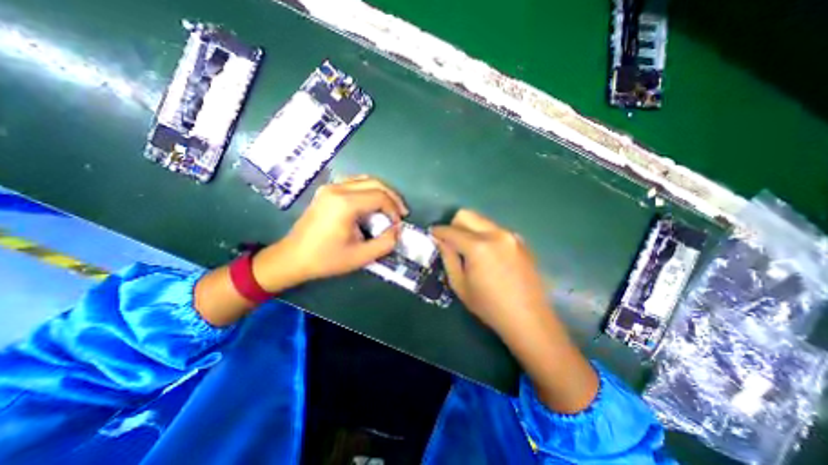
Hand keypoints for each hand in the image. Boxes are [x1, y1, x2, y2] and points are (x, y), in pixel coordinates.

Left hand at [253, 174, 407, 289]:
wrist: (293, 258)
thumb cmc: (326, 259)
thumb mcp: (361, 256)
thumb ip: (386, 243)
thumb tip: (398, 229)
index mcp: (345, 204)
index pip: (380, 196)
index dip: (394, 209)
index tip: (397, 225)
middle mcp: (337, 189)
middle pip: (375, 183)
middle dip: (392, 197)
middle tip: (401, 213)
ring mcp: (330, 187)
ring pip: (365, 179)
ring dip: (382, 191)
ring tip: (391, 207)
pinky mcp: (327, 191)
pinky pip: (355, 183)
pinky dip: (369, 190)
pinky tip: (373, 203)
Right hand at [431, 208, 598, 411]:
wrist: (529, 318)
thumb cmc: (489, 306)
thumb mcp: (460, 285)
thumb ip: (448, 258)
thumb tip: (440, 240)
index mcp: (478, 246)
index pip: (451, 231)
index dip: (438, 231)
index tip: (432, 235)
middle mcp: (496, 233)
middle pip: (467, 215)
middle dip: (454, 225)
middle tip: (451, 242)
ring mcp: (511, 235)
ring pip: (482, 221)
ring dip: (470, 230)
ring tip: (470, 250)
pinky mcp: (520, 241)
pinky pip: (495, 229)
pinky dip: (485, 235)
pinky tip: (488, 255)